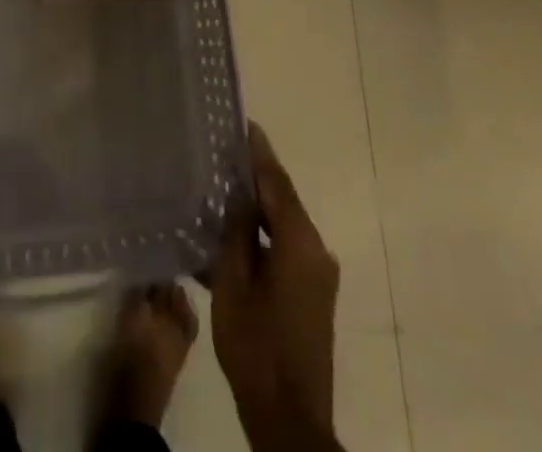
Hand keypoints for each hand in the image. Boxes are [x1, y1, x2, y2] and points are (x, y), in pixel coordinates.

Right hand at [209, 123, 341, 451]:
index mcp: (299, 242)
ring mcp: (319, 274)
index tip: (243, 123)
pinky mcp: (313, 294)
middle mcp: (316, 250)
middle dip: (255, 176)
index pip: (276, 182)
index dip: (258, 152)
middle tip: (223, 152)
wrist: (290, 418)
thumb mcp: (232, 284)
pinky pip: (287, 247)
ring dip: (257, 208)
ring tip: (223, 187)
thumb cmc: (256, 346)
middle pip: (282, 200)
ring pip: (284, 224)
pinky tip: (235, 232)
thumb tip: (239, 197)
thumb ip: (236, 233)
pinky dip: (263, 234)